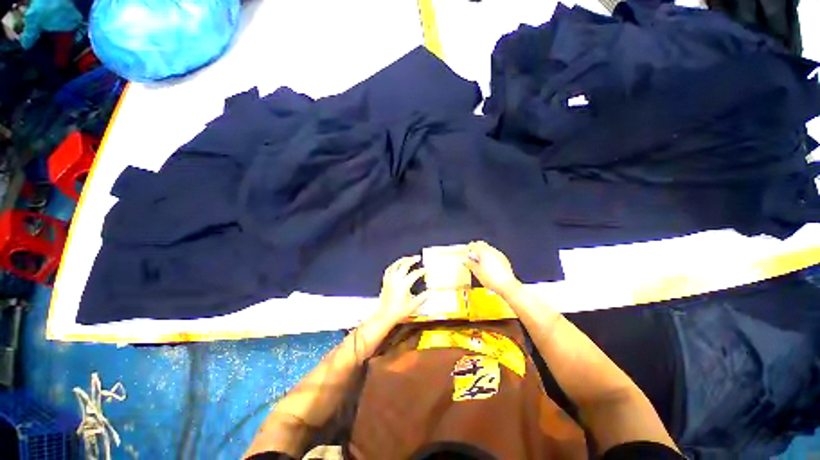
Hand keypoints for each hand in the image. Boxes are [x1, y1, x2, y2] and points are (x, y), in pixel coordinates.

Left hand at [376, 255, 428, 325]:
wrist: (385, 316)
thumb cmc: (399, 311)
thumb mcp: (414, 305)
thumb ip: (423, 297)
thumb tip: (431, 291)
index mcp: (404, 284)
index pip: (415, 274)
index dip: (422, 271)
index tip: (426, 270)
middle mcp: (396, 279)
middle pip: (405, 265)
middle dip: (412, 260)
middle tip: (418, 257)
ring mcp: (390, 279)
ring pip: (396, 265)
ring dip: (403, 260)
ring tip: (408, 258)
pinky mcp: (385, 281)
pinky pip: (389, 269)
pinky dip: (394, 265)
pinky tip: (397, 265)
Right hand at [464, 241, 521, 297]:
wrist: (506, 285)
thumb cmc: (490, 278)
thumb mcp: (476, 271)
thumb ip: (470, 263)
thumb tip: (466, 260)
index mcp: (484, 251)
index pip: (474, 245)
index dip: (469, 248)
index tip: (467, 253)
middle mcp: (492, 250)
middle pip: (482, 246)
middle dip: (477, 250)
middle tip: (472, 258)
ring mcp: (499, 255)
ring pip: (489, 250)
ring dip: (483, 254)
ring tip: (480, 264)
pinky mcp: (504, 260)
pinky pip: (494, 256)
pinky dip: (490, 258)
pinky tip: (488, 267)